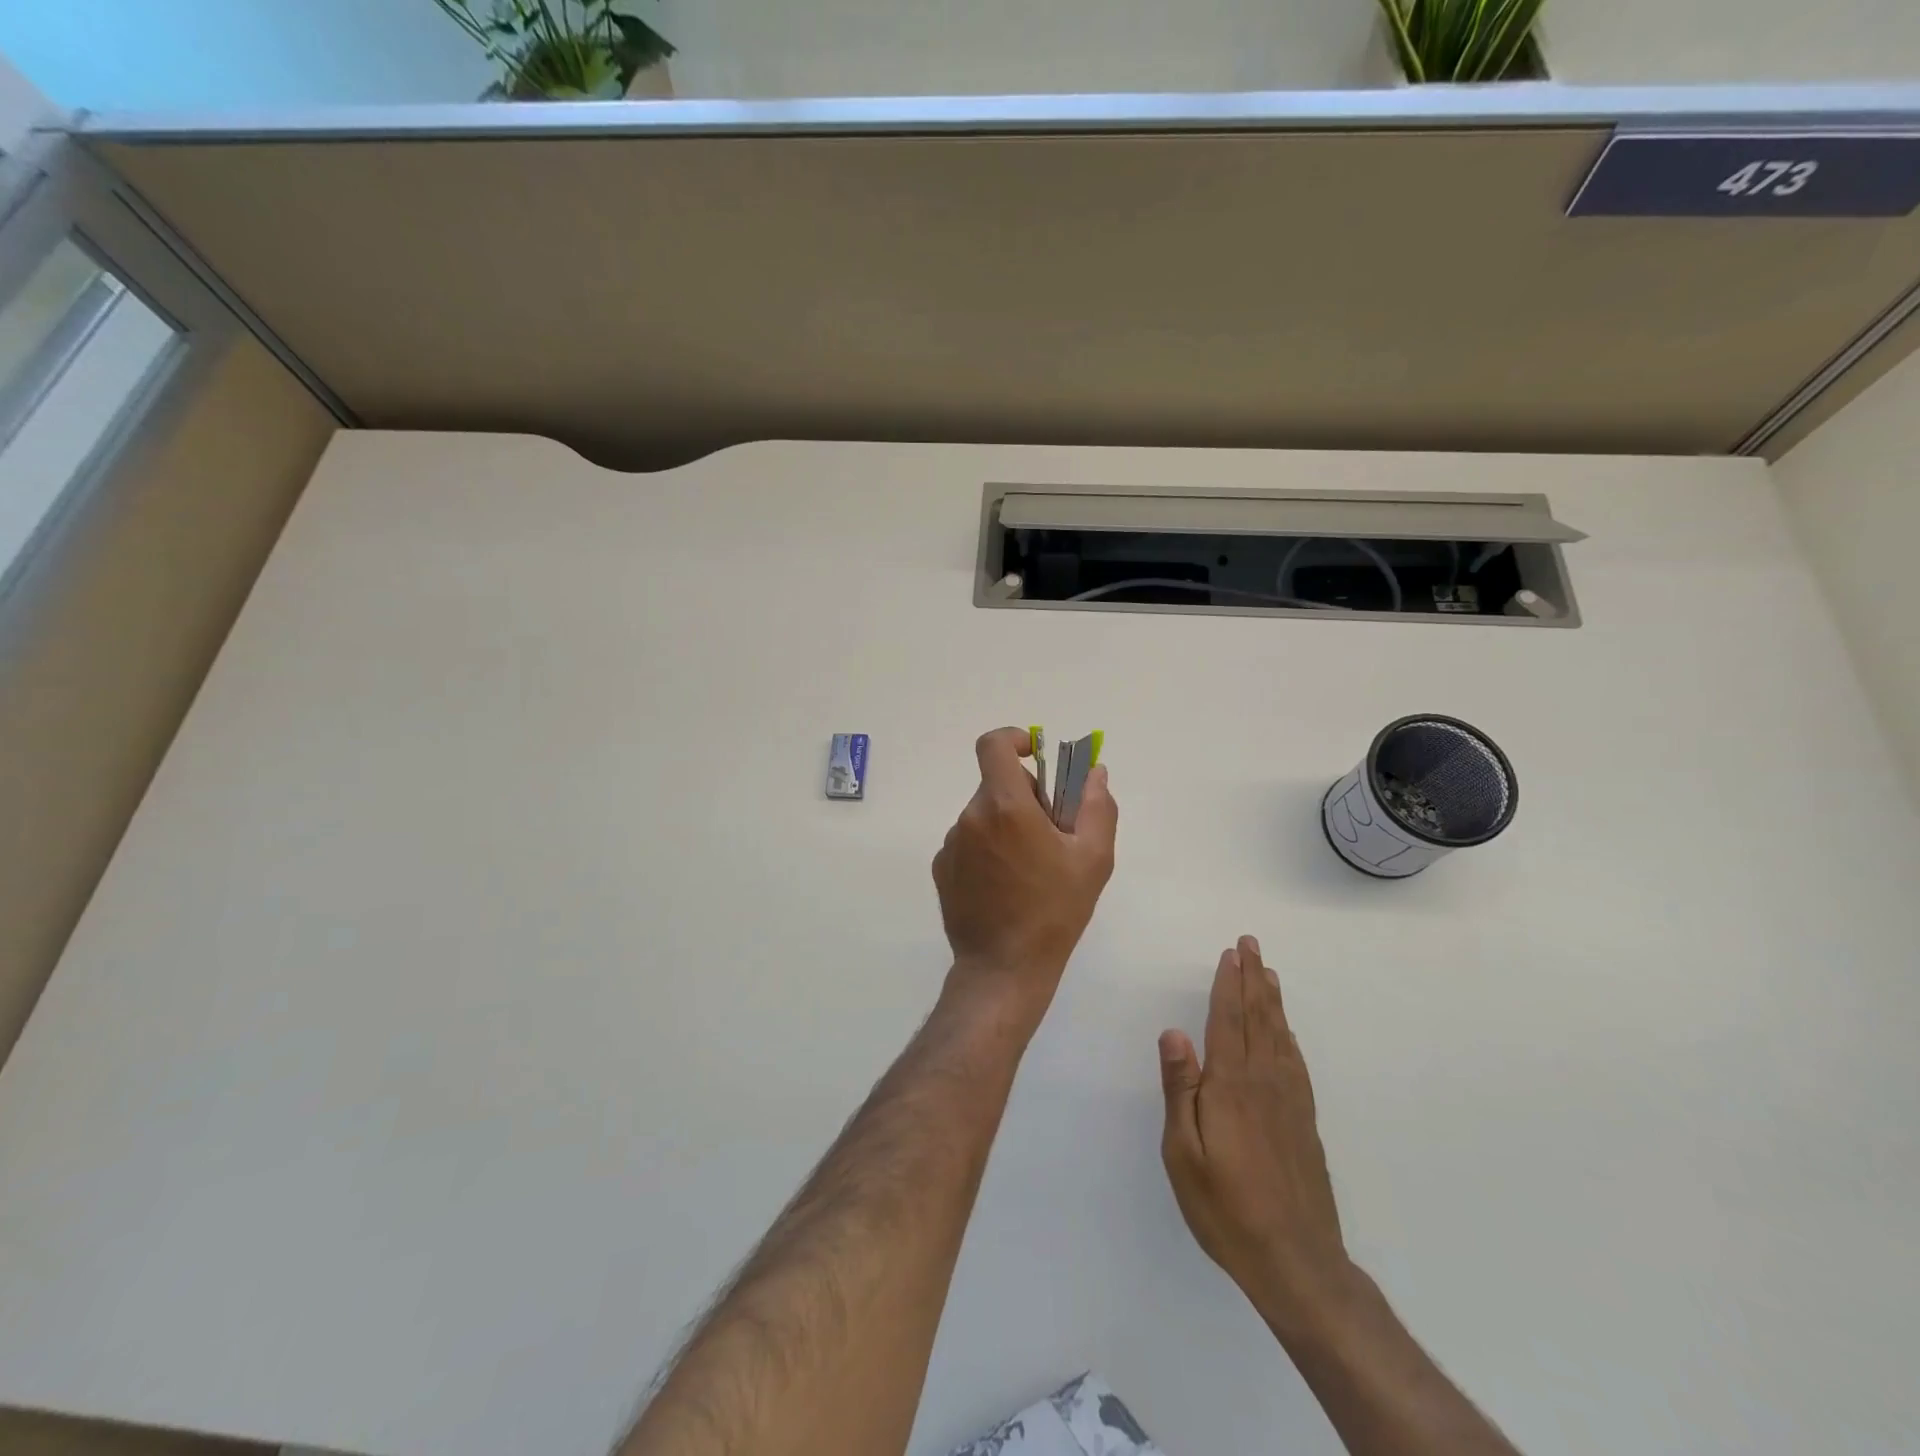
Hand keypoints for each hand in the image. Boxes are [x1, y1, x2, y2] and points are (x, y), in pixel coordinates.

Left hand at [932, 727, 1117, 1027]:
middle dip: (1026, 798)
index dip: (1014, 739)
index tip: (1034, 755)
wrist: (1003, 968)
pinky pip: (969, 842)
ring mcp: (951, 844)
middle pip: (997, 785)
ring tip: (1031, 869)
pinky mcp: (941, 868)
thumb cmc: (1054, 911)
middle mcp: (970, 817)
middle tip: (1051, 835)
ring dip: (1007, 827)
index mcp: (1005, 805)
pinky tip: (1006, 887)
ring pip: (985, 816)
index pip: (993, 745)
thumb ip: (1096, 806)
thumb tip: (1094, 772)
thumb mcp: (1093, 858)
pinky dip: (988, 850)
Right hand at [1159, 937, 1353, 1332]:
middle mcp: (1264, 1082)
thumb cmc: (1226, 1207)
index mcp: (1231, 1086)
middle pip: (1258, 1019)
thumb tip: (1174, 1032)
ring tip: (1269, 972)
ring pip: (1280, 1036)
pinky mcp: (1304, 1122)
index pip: (1228, 1021)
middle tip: (1252, 944)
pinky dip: (1289, 1037)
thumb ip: (1180, 1089)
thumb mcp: (1184, 1152)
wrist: (1296, 1262)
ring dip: (1272, 1000)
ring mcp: (1289, 1101)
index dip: (1228, 984)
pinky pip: (1296, 1063)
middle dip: (1252, 979)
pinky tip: (1287, 1031)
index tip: (1231, 952)